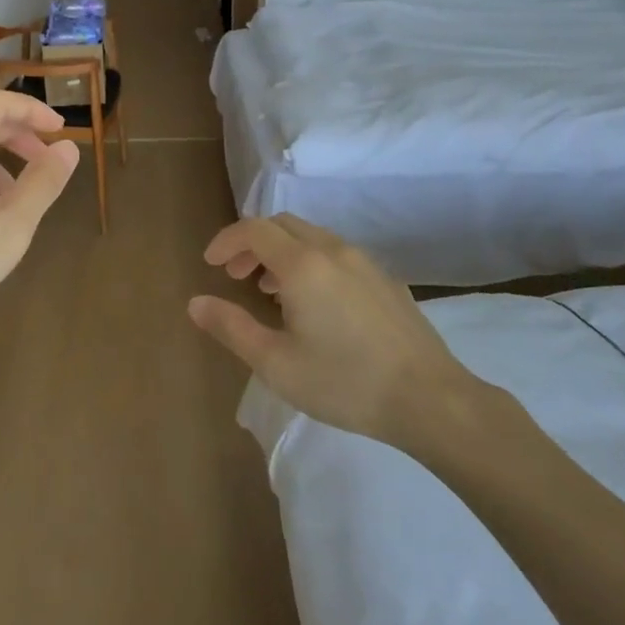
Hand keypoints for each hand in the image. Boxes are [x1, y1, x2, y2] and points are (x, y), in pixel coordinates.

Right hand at [188, 214, 487, 448]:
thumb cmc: (344, 382)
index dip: (226, 240)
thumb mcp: (275, 363)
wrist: (430, 399)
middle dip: (251, 243)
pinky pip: (336, 254)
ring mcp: (364, 262)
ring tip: (269, 290)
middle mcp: (333, 250)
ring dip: (281, 252)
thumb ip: (231, 327)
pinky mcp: (386, 280)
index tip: (210, 264)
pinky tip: (314, 303)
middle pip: (282, 225)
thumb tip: (195, 303)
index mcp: (302, 264)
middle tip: (235, 275)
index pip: (254, 230)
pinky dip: (310, 261)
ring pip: (311, 237)